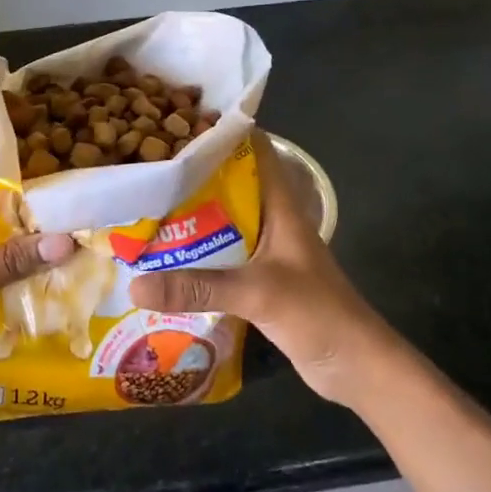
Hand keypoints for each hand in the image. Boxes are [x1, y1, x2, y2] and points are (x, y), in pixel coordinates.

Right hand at [129, 132, 400, 407]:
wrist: (356, 367)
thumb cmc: (318, 313)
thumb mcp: (258, 292)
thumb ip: (198, 286)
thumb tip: (134, 284)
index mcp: (281, 206)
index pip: (255, 152)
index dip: (223, 132)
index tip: (179, 124)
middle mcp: (272, 221)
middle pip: (231, 185)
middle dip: (194, 176)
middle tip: (148, 167)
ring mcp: (266, 253)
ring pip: (223, 223)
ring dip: (192, 217)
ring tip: (145, 207)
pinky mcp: (259, 282)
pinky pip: (221, 258)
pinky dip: (196, 255)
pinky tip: (164, 259)